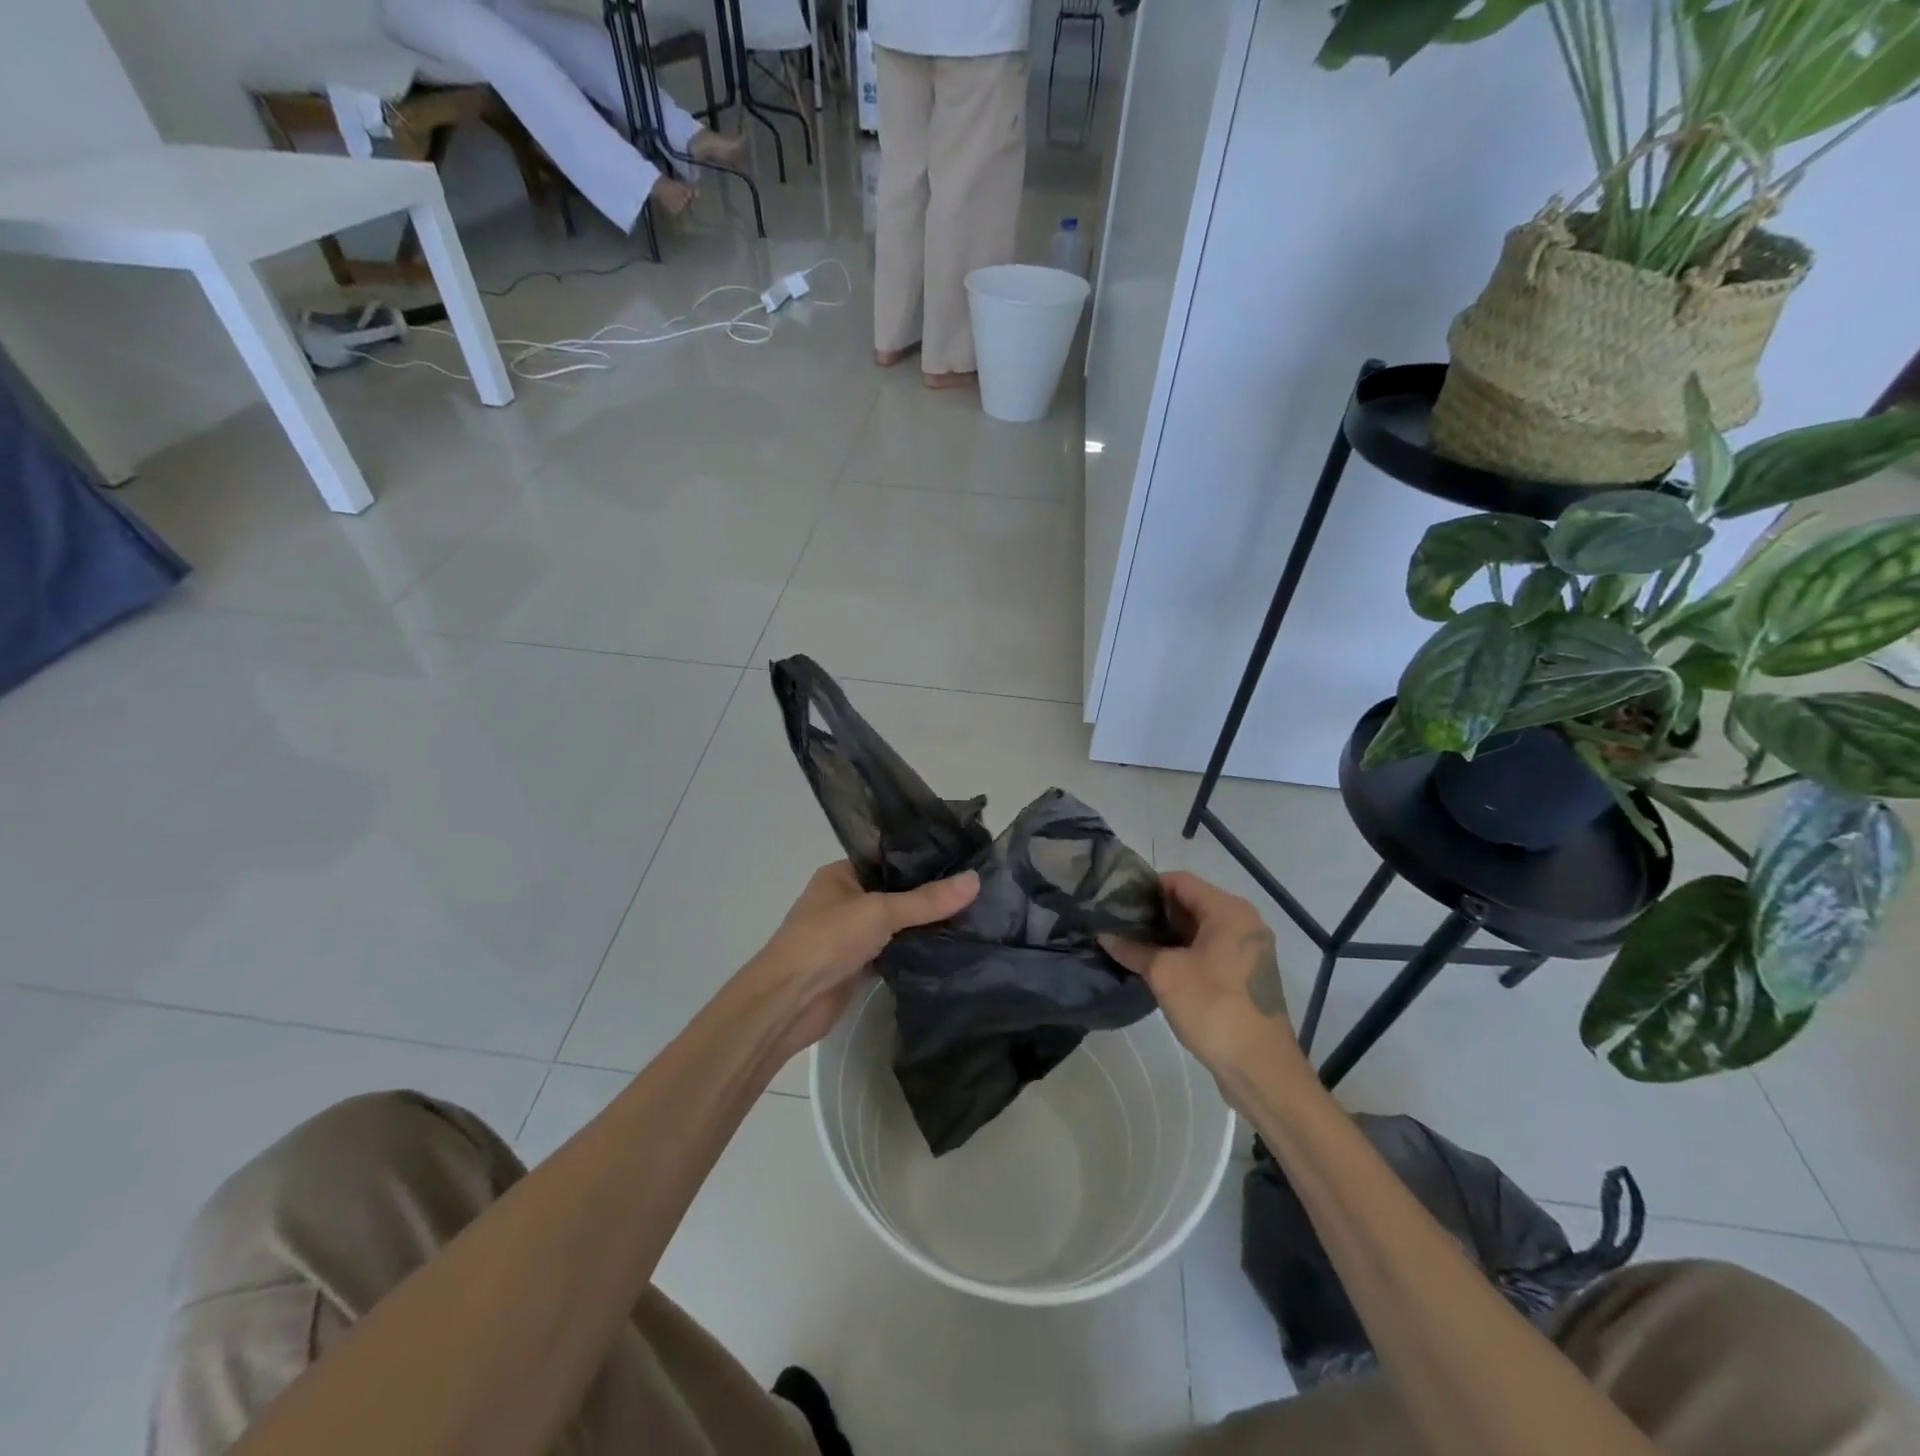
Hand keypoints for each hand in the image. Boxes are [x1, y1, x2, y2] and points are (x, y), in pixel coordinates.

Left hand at [752, 861, 978, 1058]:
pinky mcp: (859, 965)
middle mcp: (846, 900)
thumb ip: (927, 900)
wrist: (788, 1002)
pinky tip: (950, 946)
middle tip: (978, 889)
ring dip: (924, 924)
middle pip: (896, 892)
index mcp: (842, 874)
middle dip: (930, 894)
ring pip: (896, 924)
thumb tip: (976, 880)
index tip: (965, 858)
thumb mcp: (880, 911)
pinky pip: (894, 951)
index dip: (924, 858)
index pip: (889, 858)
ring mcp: (852, 934)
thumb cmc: (827, 940)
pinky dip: (915, 951)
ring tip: (974, 915)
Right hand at [1101, 871, 1302, 1078]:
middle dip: (1154, 913)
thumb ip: (1133, 949)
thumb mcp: (1165, 974)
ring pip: (1199, 929)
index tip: (1116, 901)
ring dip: (1167, 935)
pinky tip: (1156, 966)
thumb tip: (1104, 935)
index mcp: (1228, 910)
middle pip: (1191, 903)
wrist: (1261, 1069)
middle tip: (1118, 923)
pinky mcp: (1246, 975)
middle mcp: (1243, 923)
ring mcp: (1248, 950)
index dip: (1146, 887)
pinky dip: (1184, 952)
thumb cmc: (1214, 1008)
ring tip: (1131, 944)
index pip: (1180, 881)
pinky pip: (1210, 950)